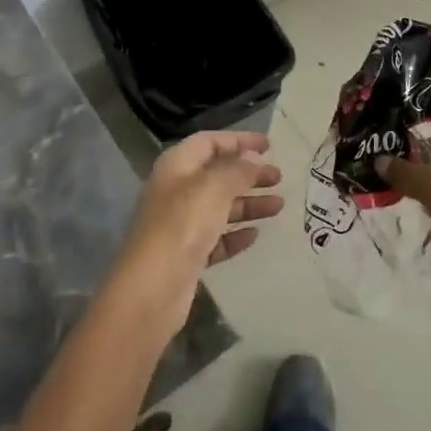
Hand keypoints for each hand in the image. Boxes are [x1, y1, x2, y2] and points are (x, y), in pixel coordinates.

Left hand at [111, 131, 282, 327]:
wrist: (151, 289)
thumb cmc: (182, 225)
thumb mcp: (214, 188)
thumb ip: (237, 169)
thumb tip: (252, 158)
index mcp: (176, 166)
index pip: (209, 142)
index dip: (239, 141)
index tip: (269, 146)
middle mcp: (176, 191)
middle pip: (216, 175)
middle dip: (248, 174)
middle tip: (278, 177)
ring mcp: (179, 225)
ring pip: (219, 207)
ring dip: (248, 204)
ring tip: (279, 207)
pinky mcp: (186, 256)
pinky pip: (215, 239)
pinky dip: (235, 235)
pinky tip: (254, 236)